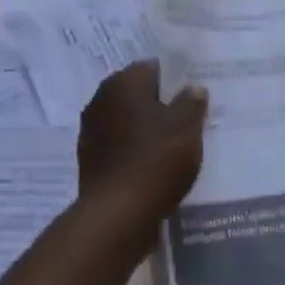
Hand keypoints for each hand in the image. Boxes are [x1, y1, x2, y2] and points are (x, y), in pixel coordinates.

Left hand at [78, 62, 207, 223]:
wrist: (117, 215)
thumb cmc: (156, 160)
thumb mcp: (187, 127)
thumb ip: (192, 102)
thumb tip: (194, 87)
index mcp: (123, 83)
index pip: (153, 68)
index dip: (176, 81)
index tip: (194, 97)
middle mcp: (101, 100)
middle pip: (138, 95)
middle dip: (161, 105)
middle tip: (189, 122)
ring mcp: (91, 131)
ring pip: (128, 122)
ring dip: (146, 130)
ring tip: (175, 147)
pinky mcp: (90, 161)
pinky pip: (120, 147)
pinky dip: (135, 152)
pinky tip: (155, 168)